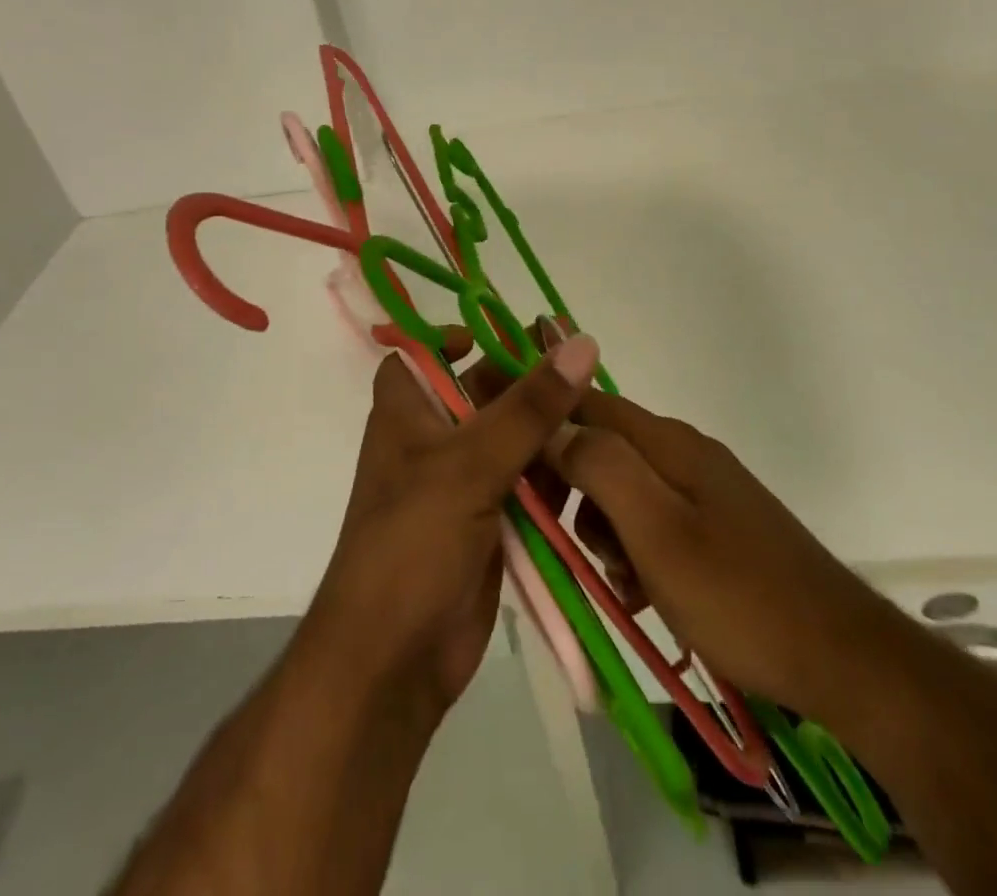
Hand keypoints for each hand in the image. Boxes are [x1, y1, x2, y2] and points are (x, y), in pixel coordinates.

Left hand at [298, 329, 602, 723]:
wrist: (393, 660)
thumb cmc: (413, 542)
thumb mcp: (471, 463)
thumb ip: (529, 406)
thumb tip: (581, 343)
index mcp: (408, 412)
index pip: (421, 355)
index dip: (453, 338)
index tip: (507, 335)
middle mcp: (432, 441)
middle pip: (482, 394)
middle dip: (528, 386)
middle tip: (588, 375)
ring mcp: (462, 485)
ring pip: (512, 441)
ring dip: (550, 434)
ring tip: (603, 424)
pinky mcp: (489, 525)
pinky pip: (527, 487)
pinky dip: (555, 479)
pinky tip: (594, 473)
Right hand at [455, 327, 886, 715]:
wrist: (843, 658)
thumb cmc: (738, 595)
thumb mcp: (657, 532)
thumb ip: (601, 468)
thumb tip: (553, 424)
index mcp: (666, 443)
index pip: (584, 404)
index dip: (540, 415)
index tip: (501, 447)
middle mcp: (682, 453)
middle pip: (601, 447)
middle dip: (571, 489)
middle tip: (566, 543)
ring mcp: (703, 490)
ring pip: (624, 489)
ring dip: (602, 528)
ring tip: (614, 581)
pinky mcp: (716, 527)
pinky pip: (653, 522)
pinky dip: (634, 550)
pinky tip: (641, 593)